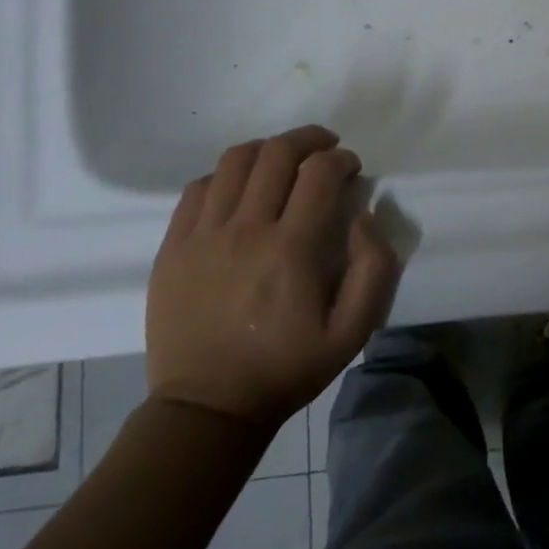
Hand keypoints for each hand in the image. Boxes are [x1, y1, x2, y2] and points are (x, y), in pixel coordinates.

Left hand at [145, 127, 398, 430]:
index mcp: (292, 249)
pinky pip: (198, 187)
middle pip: (277, 153)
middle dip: (310, 139)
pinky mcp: (173, 247)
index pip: (320, 172)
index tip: (351, 170)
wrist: (207, 408)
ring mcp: (203, 236)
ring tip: (284, 160)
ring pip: (235, 160)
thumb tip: (364, 215)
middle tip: (325, 149)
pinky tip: (241, 189)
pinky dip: (226, 175)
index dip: (342, 159)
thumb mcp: (353, 330)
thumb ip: (375, 267)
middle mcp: (246, 230)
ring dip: (268, 149)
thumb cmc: (288, 367)